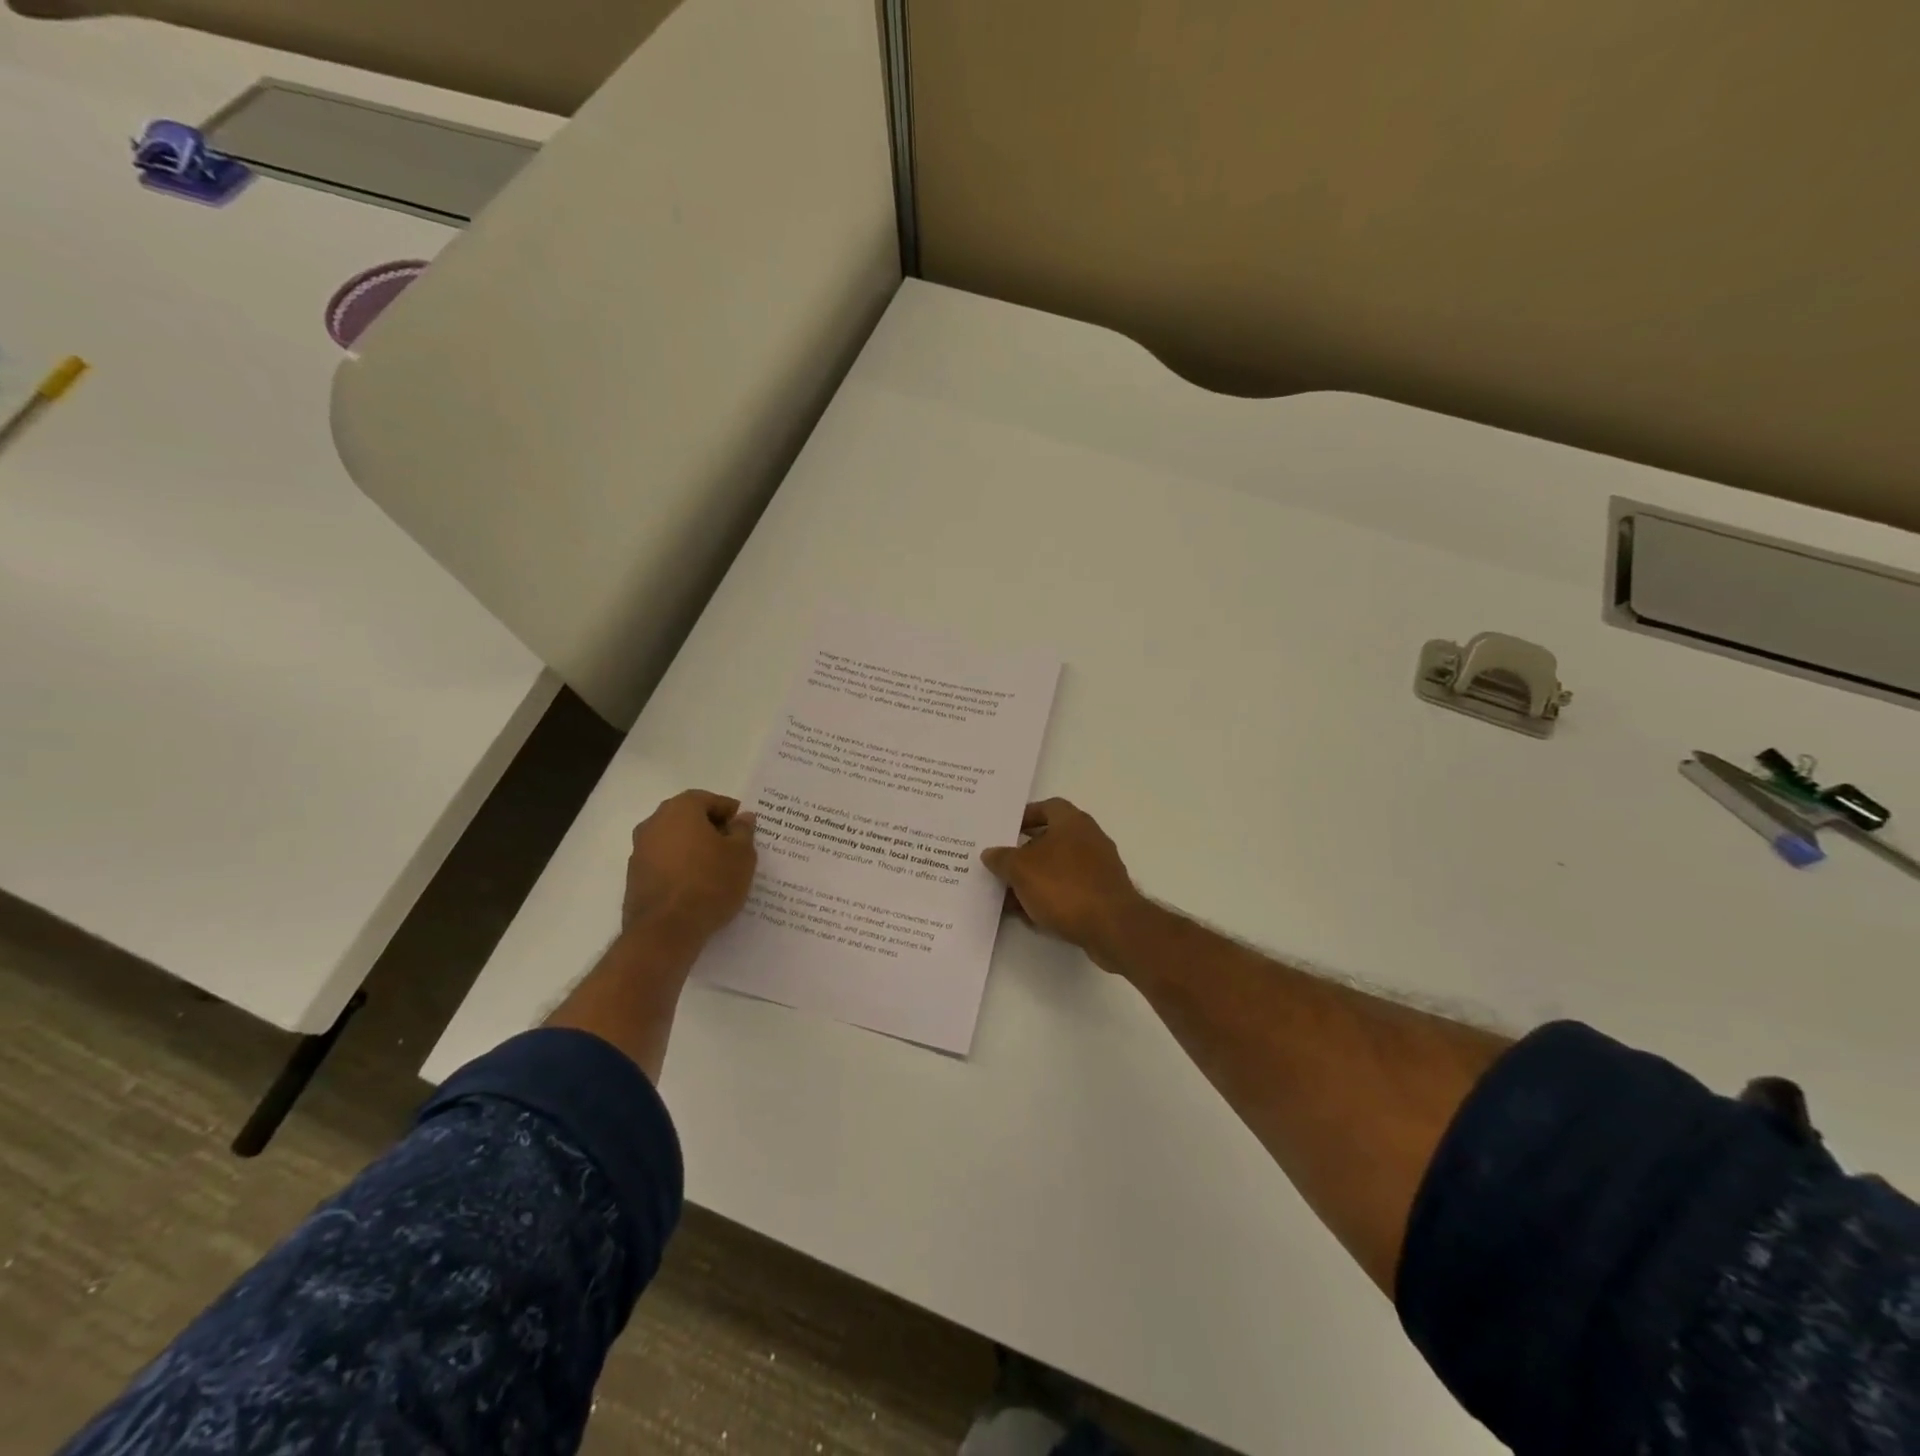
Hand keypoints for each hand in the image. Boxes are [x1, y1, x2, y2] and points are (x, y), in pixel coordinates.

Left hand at [622, 790, 757, 945]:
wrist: (665, 931)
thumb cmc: (710, 883)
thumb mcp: (741, 855)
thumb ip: (743, 831)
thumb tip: (743, 818)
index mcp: (680, 809)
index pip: (709, 800)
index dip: (731, 812)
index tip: (745, 829)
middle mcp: (654, 823)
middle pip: (688, 818)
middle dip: (711, 829)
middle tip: (734, 848)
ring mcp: (639, 850)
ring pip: (674, 841)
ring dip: (694, 849)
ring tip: (717, 870)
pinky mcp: (634, 877)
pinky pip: (664, 862)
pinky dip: (680, 867)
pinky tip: (697, 886)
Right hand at [980, 799, 1140, 962]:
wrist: (1112, 927)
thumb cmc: (1064, 886)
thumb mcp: (1021, 870)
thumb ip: (1002, 859)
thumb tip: (990, 853)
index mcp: (1073, 822)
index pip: (1048, 807)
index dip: (1026, 816)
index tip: (1006, 830)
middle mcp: (1090, 839)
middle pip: (1051, 839)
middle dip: (1024, 853)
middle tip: (1001, 865)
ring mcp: (1099, 868)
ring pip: (1058, 868)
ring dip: (1034, 879)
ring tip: (1008, 897)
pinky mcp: (1102, 895)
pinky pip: (1069, 890)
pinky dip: (1050, 898)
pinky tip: (1030, 915)